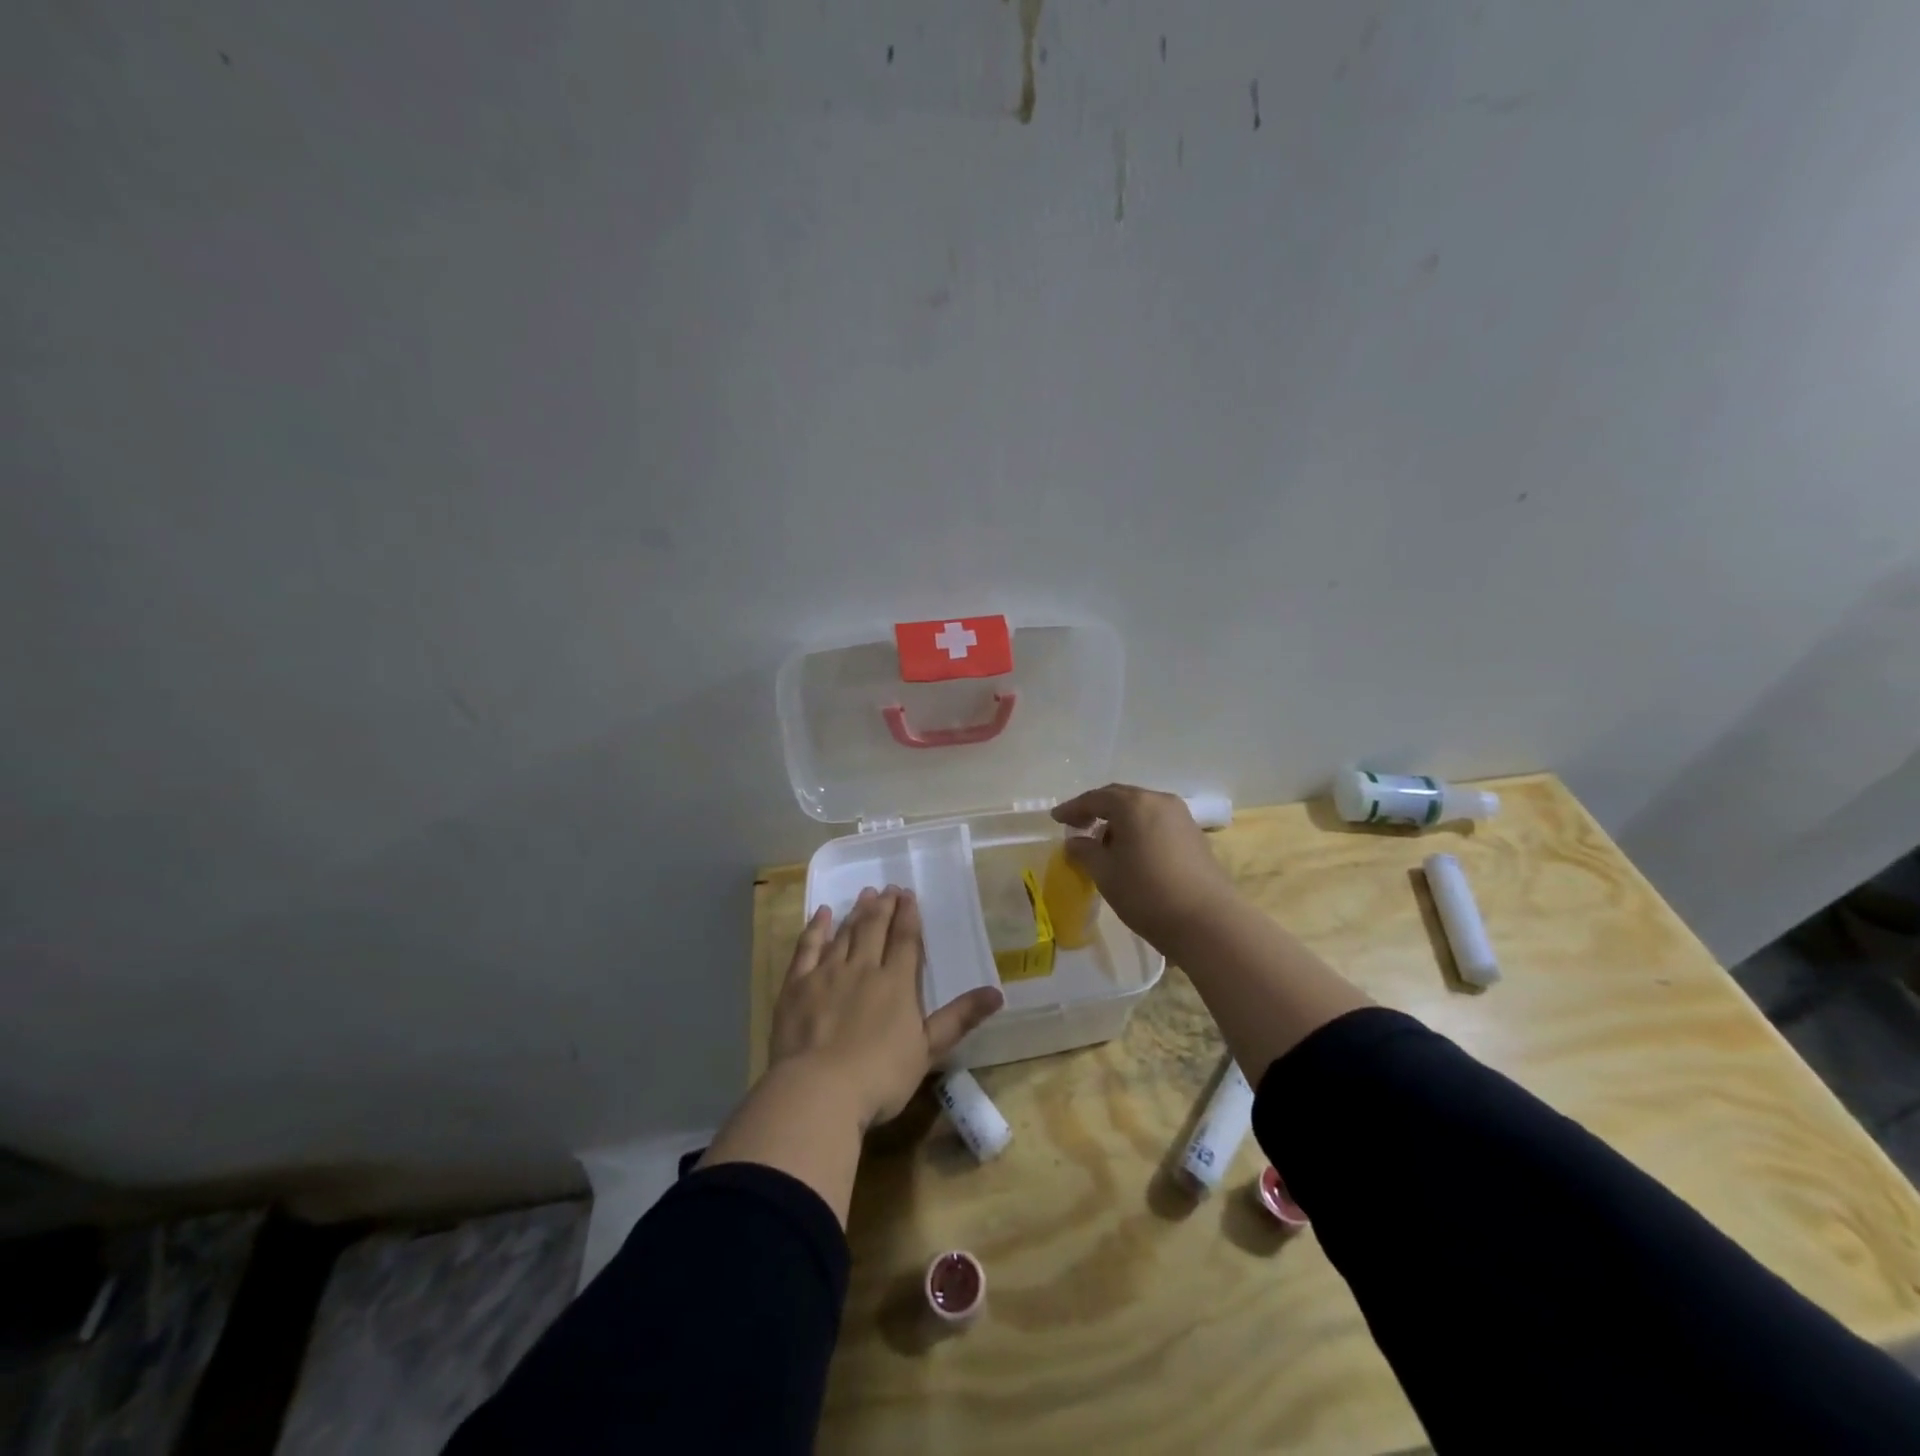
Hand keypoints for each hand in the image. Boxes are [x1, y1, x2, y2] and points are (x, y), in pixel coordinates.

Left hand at [769, 887, 1003, 1128]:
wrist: (818, 1089)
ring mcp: (827, 974)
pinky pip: (808, 948)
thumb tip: (997, 993)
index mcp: (896, 983)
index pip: (905, 940)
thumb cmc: (880, 1076)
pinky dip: (816, 928)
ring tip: (864, 894)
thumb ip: (959, 1018)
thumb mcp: (928, 1050)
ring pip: (845, 934)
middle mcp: (863, 968)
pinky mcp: (797, 985)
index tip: (908, 895)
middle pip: (874, 929)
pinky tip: (823, 914)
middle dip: (883, 907)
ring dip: (856, 912)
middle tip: (888, 888)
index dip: (908, 916)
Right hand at [1052, 784, 1239, 949]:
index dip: (1073, 808)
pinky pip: (1157, 823)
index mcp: (1134, 804)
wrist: (1207, 921)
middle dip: (1096, 810)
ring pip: (1141, 810)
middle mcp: (1159, 801)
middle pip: (1121, 798)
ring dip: (1119, 821)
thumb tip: (1075, 842)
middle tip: (1076, 825)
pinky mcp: (1195, 836)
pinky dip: (1138, 830)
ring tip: (1103, 843)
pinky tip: (1131, 852)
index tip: (1056, 819)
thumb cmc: (1147, 892)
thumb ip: (1084, 851)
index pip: (1095, 798)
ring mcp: (1181, 817)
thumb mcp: (1105, 873)